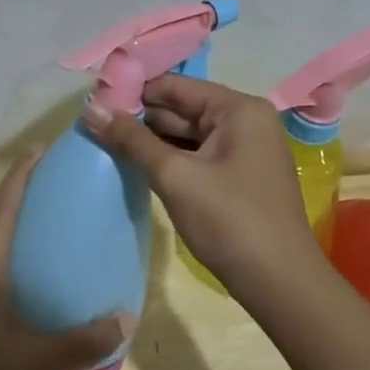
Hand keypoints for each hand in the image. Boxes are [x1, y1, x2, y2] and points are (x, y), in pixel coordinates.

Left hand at [0, 151, 131, 369]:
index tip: (41, 150)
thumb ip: (82, 342)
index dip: (20, 176)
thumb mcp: (35, 367)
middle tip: (52, 183)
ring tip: (42, 221)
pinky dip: (1, 251)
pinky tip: (23, 274)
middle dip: (17, 193)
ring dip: (6, 221)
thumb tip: (126, 317)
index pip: (1, 210)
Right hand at [84, 75, 313, 292]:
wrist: (279, 284)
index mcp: (238, 109)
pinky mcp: (237, 176)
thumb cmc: (230, 221)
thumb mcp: (174, 176)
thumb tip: (90, 110)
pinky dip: (167, 159)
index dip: (133, 92)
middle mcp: (245, 121)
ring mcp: (243, 150)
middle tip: (92, 125)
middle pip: (180, 108)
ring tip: (103, 142)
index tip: (93, 103)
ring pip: (185, 134)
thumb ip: (131, 140)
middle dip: (138, 117)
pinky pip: (195, 156)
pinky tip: (135, 165)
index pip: (175, 86)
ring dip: (149, 140)